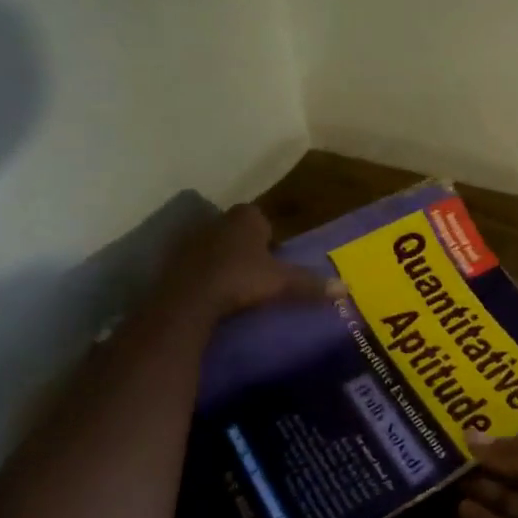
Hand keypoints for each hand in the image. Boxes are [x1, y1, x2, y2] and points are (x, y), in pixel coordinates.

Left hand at [158, 204, 340, 322]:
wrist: (189, 299)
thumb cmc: (241, 280)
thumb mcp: (281, 283)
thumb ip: (310, 284)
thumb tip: (345, 288)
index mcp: (245, 217)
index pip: (261, 218)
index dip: (269, 238)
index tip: (273, 260)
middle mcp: (217, 220)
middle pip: (237, 231)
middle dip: (245, 247)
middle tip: (256, 274)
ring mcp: (191, 238)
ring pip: (215, 246)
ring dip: (223, 260)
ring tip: (233, 286)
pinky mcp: (172, 260)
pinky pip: (195, 264)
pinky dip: (203, 274)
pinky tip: (210, 294)